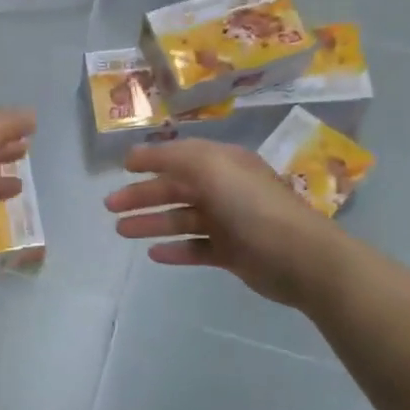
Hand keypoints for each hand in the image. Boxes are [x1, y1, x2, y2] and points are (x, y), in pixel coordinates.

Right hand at [104, 139, 337, 307]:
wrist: (298, 256)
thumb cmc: (252, 205)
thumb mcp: (211, 167)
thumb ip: (172, 157)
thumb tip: (137, 153)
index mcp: (223, 164)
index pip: (181, 156)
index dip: (151, 159)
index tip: (122, 167)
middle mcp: (225, 189)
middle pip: (176, 189)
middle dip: (142, 195)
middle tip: (110, 206)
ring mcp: (229, 222)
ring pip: (182, 219)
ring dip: (152, 223)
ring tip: (122, 231)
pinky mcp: (232, 253)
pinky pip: (196, 248)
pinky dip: (175, 250)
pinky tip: (153, 254)